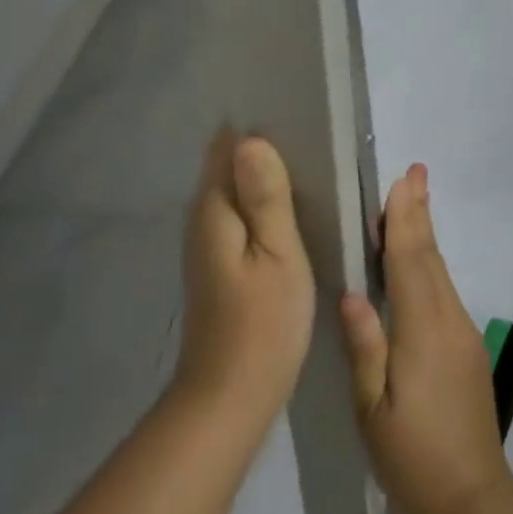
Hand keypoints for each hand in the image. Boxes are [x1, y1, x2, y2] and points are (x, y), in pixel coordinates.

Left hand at [172, 130, 315, 427]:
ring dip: (262, 176)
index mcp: (214, 206)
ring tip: (308, 163)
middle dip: (261, 147)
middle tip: (311, 136)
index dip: (256, 126)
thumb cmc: (263, 324)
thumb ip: (266, 196)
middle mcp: (201, 216)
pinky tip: (289, 208)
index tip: (294, 113)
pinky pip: (237, 213)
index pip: (226, 143)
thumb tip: (253, 138)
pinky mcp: (217, 263)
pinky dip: (259, 203)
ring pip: (233, 188)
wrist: (228, 400)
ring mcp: (206, 241)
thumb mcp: (278, 255)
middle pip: (228, 163)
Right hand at [339, 165, 512, 513]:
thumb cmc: (413, 457)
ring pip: (439, 270)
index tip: (404, 180)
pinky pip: (443, 290)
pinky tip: (417, 259)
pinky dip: (428, 262)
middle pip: (429, 255)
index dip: (405, 218)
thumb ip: (365, 346)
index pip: (410, 260)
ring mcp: (462, 333)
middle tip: (414, 171)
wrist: (473, 503)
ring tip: (413, 200)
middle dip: (419, 212)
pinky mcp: (467, 347)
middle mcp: (448, 320)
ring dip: (424, 233)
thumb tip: (351, 292)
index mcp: (422, 329)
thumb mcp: (373, 409)